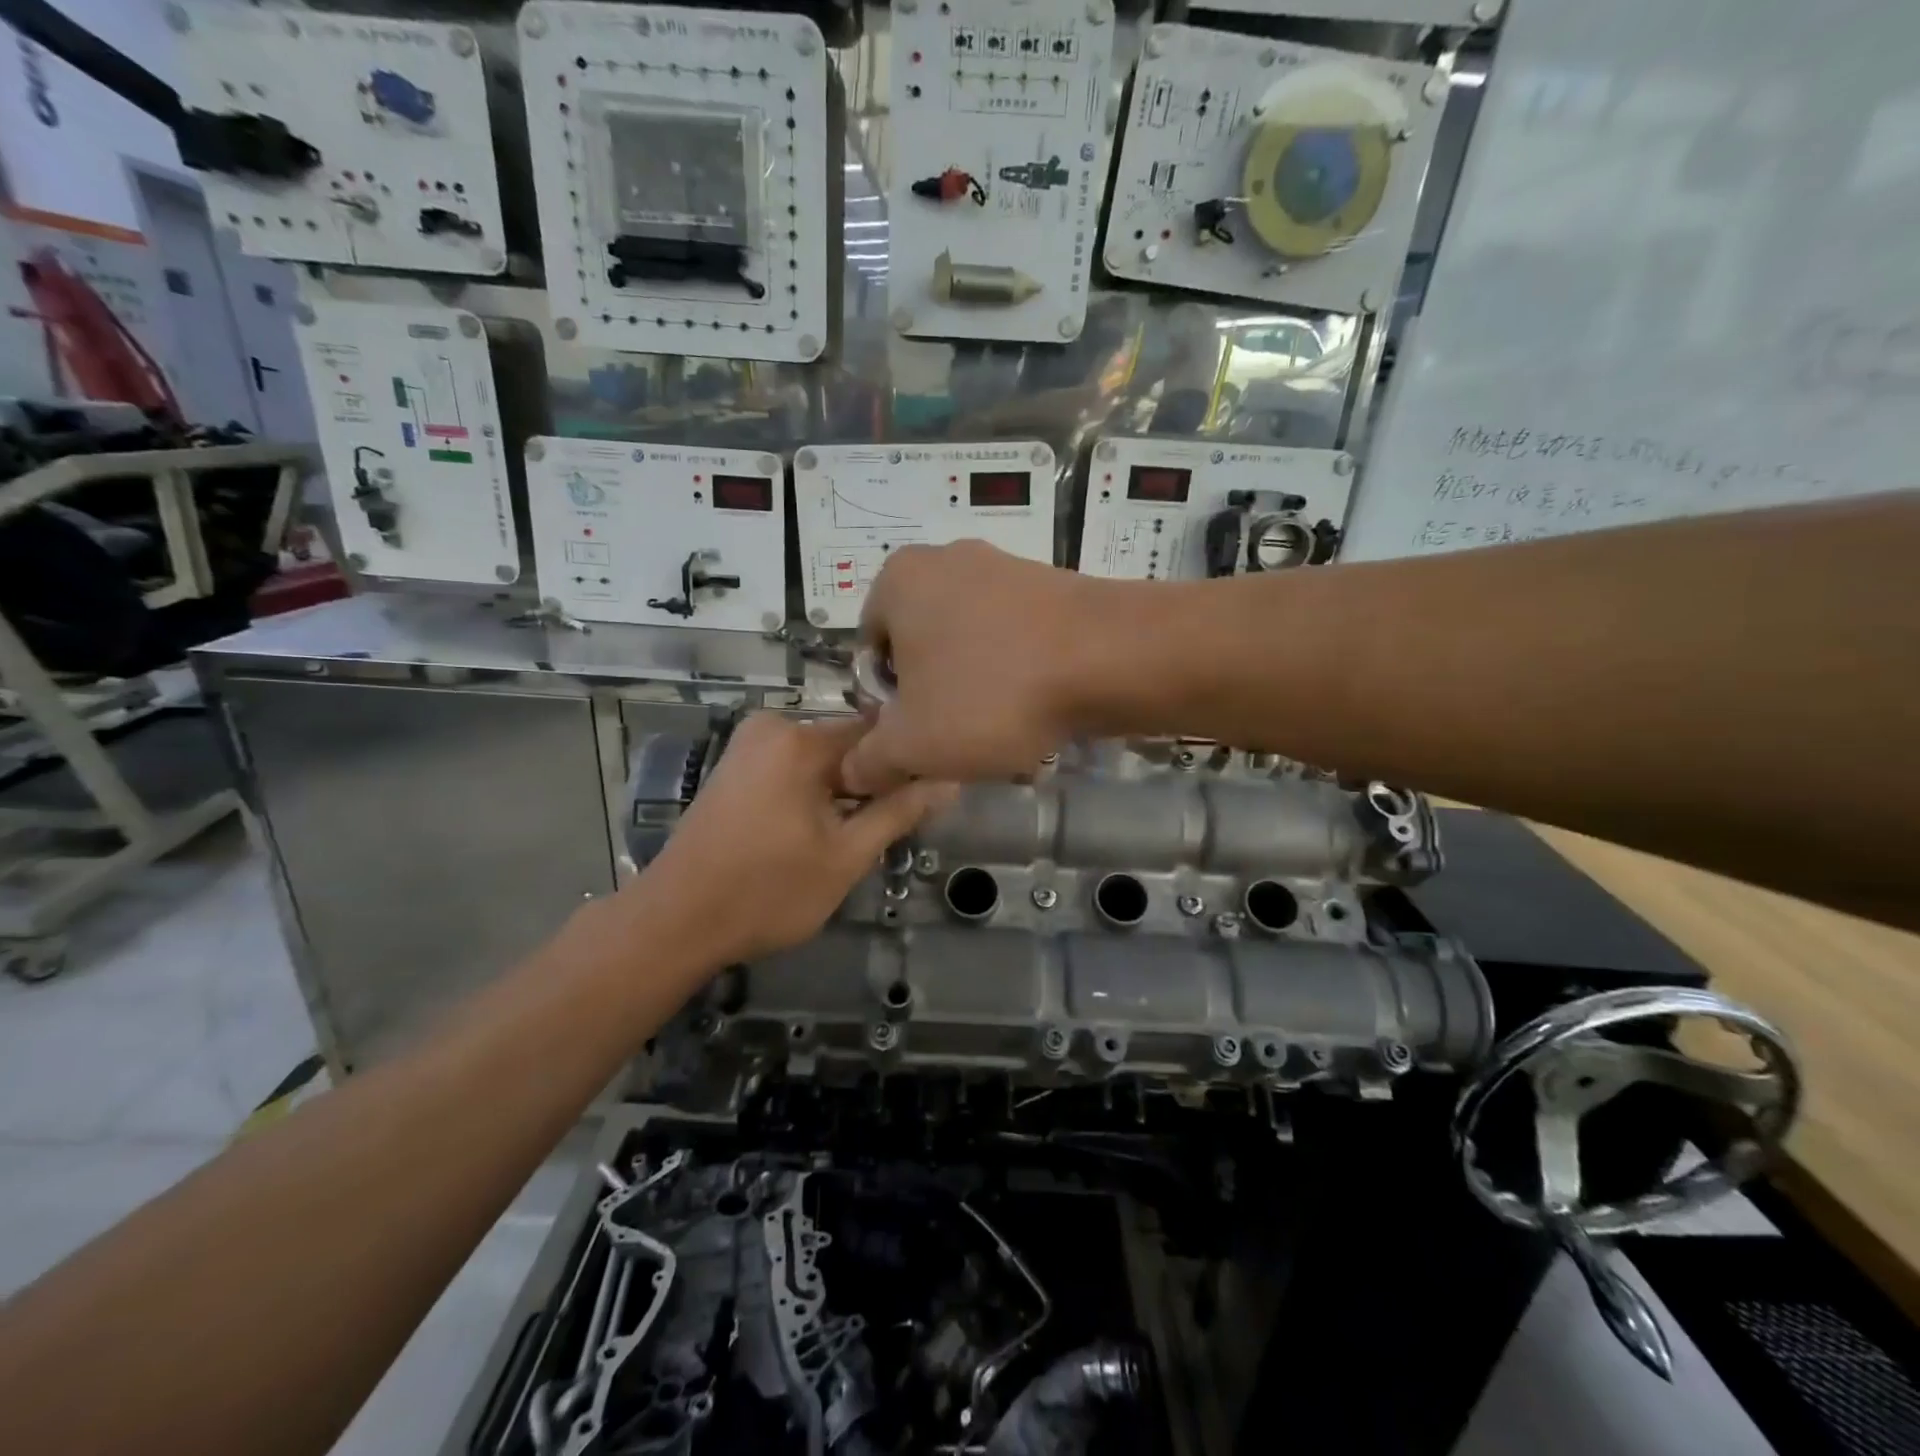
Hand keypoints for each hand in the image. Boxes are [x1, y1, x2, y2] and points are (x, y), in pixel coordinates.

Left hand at [633, 713, 954, 965]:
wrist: (675, 923)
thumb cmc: (766, 892)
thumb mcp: (846, 856)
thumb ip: (900, 813)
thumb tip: (951, 782)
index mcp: (800, 740)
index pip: (880, 731)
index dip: (908, 763)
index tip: (927, 796)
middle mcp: (772, 727)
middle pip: (850, 744)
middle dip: (874, 782)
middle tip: (889, 829)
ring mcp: (749, 746)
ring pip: (824, 759)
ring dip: (846, 791)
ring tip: (856, 836)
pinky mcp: (736, 767)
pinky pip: (796, 768)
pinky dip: (816, 793)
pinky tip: (820, 831)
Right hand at [842, 541, 1107, 793]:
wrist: (1111, 658)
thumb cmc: (992, 694)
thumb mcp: (913, 745)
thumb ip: (869, 760)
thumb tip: (853, 771)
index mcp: (898, 580)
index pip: (869, 653)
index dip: (887, 705)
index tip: (919, 735)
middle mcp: (946, 560)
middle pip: (921, 650)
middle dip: (934, 699)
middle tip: (960, 738)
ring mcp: (1004, 567)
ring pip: (970, 649)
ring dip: (977, 692)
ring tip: (1005, 729)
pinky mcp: (1051, 586)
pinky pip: (1015, 640)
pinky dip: (1018, 675)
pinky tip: (1039, 708)